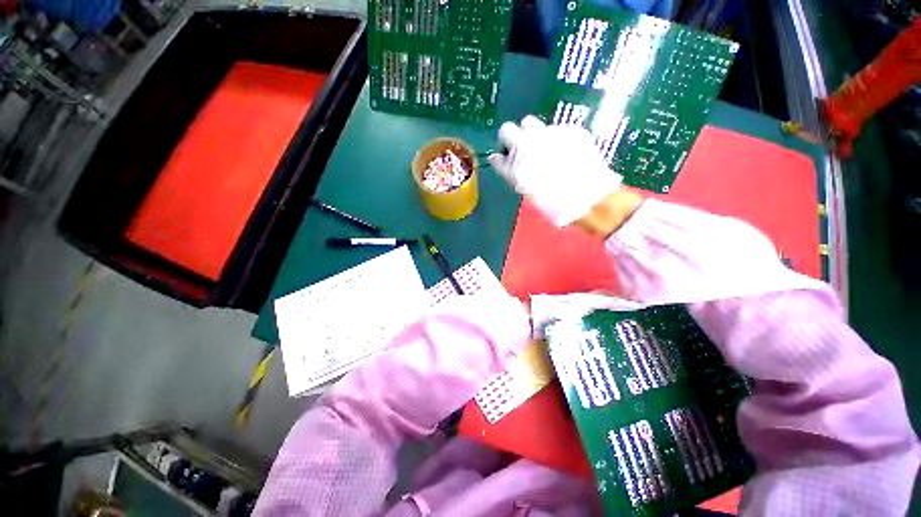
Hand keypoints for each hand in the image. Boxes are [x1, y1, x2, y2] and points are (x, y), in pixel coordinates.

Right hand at [488, 116, 622, 226]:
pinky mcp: (567, 130)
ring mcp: (548, 134)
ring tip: (543, 148)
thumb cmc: (554, 201)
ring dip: (531, 133)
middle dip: (511, 137)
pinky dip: (553, 137)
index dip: (500, 155)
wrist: (588, 197)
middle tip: (520, 149)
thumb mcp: (527, 190)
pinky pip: (553, 129)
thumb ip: (512, 172)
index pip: (497, 154)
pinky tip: (562, 150)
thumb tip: (499, 158)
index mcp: (516, 165)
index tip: (503, 158)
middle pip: (507, 130)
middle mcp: (527, 145)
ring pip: (530, 124)